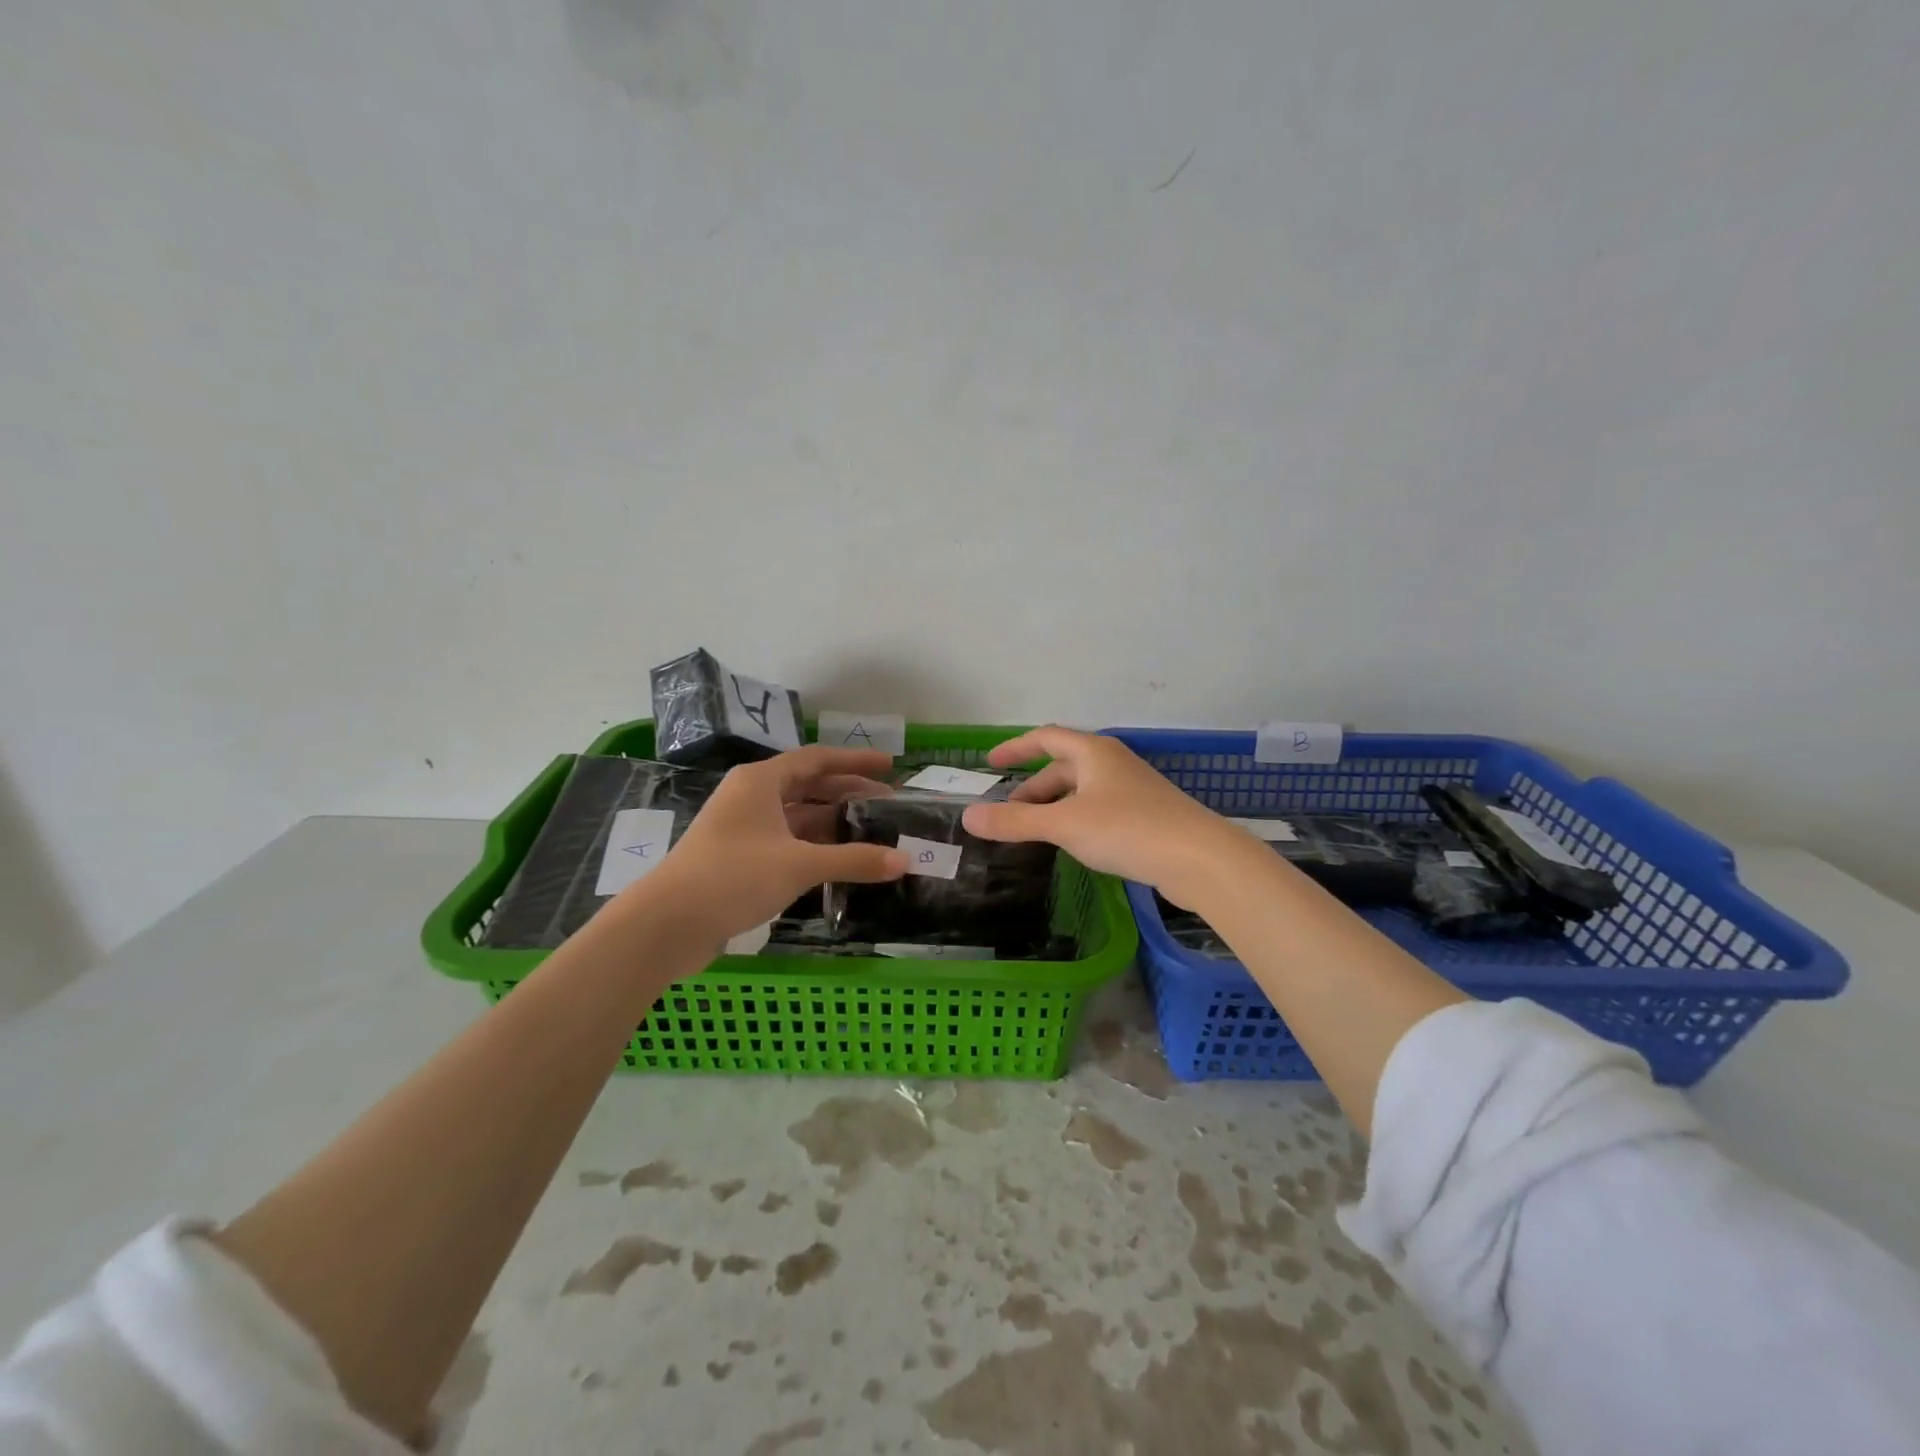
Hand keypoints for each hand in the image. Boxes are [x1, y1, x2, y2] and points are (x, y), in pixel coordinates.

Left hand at [636, 746, 908, 944]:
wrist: (666, 924)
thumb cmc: (733, 877)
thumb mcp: (799, 865)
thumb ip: (853, 860)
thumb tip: (904, 861)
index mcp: (761, 781)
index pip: (817, 759)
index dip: (855, 761)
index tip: (889, 766)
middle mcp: (751, 797)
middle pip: (808, 786)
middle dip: (848, 793)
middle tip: (888, 804)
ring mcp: (742, 829)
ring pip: (797, 816)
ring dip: (832, 822)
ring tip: (871, 833)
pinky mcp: (738, 858)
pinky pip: (786, 841)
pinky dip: (814, 847)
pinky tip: (838, 861)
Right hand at [961, 726, 1258, 908]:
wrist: (1199, 858)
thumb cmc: (1127, 829)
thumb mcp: (1063, 825)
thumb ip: (1015, 822)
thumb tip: (968, 817)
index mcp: (1093, 752)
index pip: (1045, 738)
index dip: (1015, 748)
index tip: (991, 763)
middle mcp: (1113, 763)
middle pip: (1063, 767)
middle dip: (1032, 788)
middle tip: (1008, 813)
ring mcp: (1133, 789)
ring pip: (1082, 791)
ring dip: (1054, 806)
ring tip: (1034, 832)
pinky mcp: (1146, 815)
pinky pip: (1099, 809)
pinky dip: (1076, 819)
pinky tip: (1074, 844)